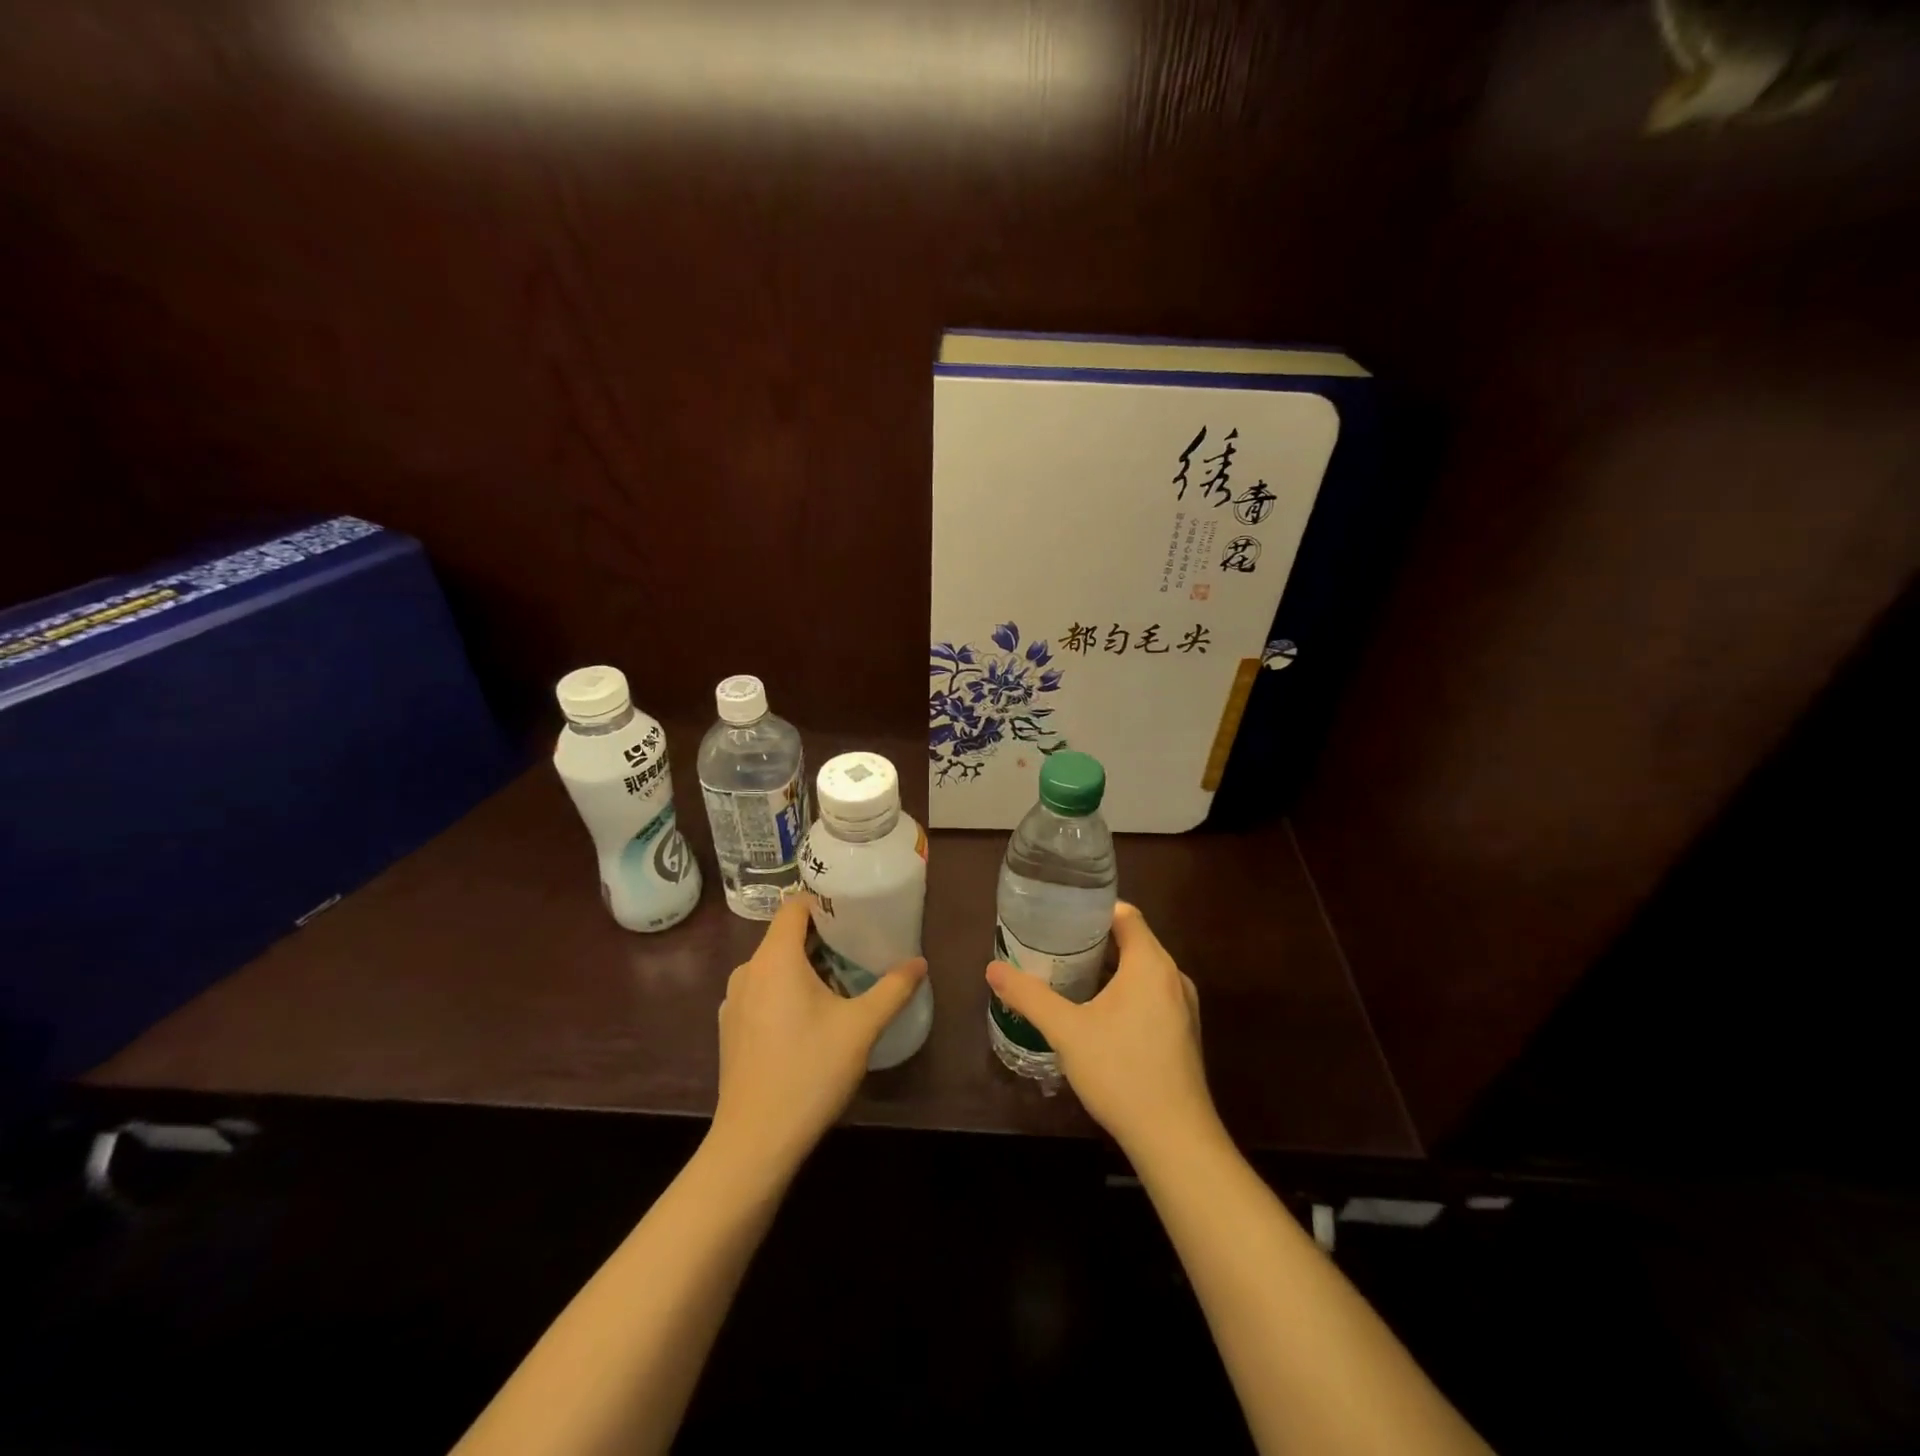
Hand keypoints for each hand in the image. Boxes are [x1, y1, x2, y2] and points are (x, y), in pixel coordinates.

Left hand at [712, 896, 926, 1173]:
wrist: (755, 1142)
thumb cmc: (809, 1072)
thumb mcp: (861, 1027)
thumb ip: (893, 989)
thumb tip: (919, 963)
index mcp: (774, 959)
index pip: (794, 907)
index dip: (824, 903)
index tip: (854, 912)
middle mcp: (747, 971)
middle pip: (784, 937)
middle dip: (822, 939)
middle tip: (859, 949)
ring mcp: (733, 1002)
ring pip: (773, 967)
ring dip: (804, 968)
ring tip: (841, 984)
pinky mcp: (730, 1030)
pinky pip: (762, 993)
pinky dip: (785, 992)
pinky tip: (810, 1020)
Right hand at [985, 902, 1218, 1159]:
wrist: (1175, 1139)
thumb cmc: (1121, 1072)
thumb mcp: (1066, 1031)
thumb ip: (1029, 996)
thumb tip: (992, 969)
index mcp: (1151, 964)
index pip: (1125, 914)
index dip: (1094, 909)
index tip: (1061, 915)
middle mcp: (1174, 977)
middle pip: (1134, 941)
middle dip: (1095, 940)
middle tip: (1055, 946)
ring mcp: (1184, 1007)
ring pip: (1143, 971)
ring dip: (1110, 969)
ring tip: (1070, 977)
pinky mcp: (1184, 1033)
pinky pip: (1153, 995)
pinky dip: (1126, 993)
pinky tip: (1099, 1015)